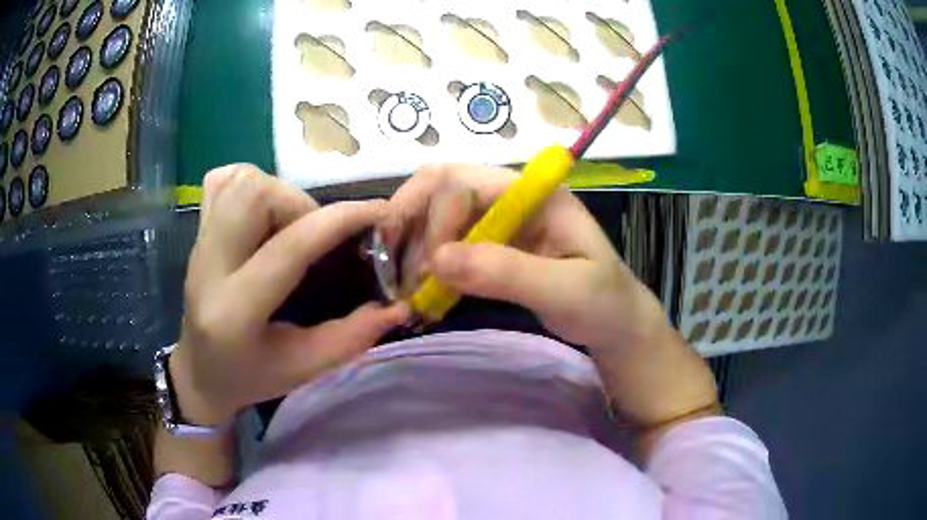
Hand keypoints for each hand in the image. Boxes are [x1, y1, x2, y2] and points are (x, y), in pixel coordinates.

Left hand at [172, 165, 408, 425]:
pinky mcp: (197, 230)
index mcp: (234, 311)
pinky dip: (251, 184)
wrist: (200, 371)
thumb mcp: (303, 369)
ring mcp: (198, 243)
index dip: (341, 221)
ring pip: (241, 182)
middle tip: (317, 236)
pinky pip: (222, 181)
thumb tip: (397, 305)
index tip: (381, 214)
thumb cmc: (249, 377)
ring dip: (280, 194)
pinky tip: (263, 211)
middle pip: (255, 196)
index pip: (289, 248)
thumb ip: (351, 337)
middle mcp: (209, 266)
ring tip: (293, 227)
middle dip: (301, 205)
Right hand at [385, 163, 664, 350]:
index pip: (464, 180)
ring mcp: (498, 220)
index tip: (430, 270)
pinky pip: (445, 242)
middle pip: (440, 186)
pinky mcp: (491, 245)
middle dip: (410, 221)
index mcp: (533, 192)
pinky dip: (425, 261)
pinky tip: (420, 288)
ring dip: (412, 243)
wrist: (615, 324)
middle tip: (393, 268)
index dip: (436, 218)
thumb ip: (507, 272)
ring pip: (436, 212)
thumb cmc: (603, 303)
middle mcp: (510, 196)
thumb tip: (438, 260)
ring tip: (405, 286)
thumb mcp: (566, 290)